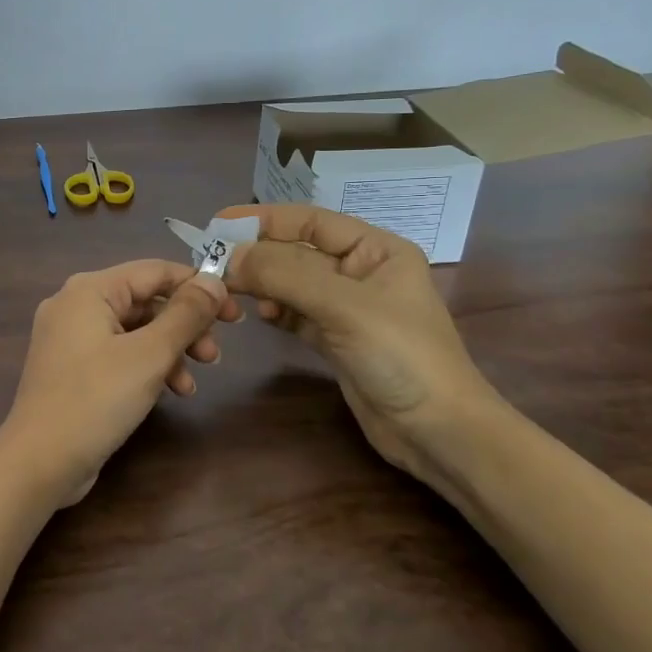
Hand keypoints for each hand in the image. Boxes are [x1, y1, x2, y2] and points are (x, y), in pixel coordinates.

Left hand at [0, 260, 239, 505]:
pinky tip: (171, 392)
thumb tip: (215, 280)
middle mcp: (75, 305)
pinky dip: (146, 367)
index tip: (234, 312)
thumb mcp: (149, 355)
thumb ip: (186, 314)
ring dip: (170, 351)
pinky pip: (118, 354)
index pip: (154, 271)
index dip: (198, 287)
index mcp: (89, 290)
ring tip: (194, 383)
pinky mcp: (72, 369)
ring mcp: (70, 339)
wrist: (39, 461)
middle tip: (216, 354)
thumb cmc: (96, 400)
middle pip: (145, 302)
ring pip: (134, 331)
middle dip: (185, 327)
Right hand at [219, 204, 500, 487]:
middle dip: (258, 256)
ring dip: (263, 285)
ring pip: (293, 285)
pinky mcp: (336, 340)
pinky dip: (275, 311)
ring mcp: (348, 309)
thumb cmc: (401, 355)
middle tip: (213, 264)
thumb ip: (284, 275)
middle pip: (298, 253)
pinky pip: (296, 314)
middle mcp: (362, 272)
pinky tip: (258, 315)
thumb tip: (228, 256)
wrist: (438, 432)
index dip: (265, 219)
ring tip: (230, 292)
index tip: (219, 223)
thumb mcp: (343, 306)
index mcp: (377, 250)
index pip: (312, 221)